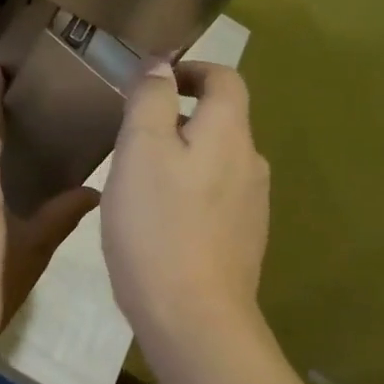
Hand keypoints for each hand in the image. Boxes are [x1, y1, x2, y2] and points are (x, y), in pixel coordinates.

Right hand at [101, 60, 270, 349]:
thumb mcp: (141, 150)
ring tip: (139, 182)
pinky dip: (189, 194)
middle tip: (131, 138)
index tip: (153, 84)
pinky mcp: (244, 241)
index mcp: (229, 133)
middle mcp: (250, 163)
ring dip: (182, 158)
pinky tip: (160, 223)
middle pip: (221, 121)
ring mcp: (252, 206)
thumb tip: (161, 65)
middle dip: (178, 118)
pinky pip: (215, 199)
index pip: (224, 78)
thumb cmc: (158, 226)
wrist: (194, 317)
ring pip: (216, 162)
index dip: (191, 70)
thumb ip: (151, 99)